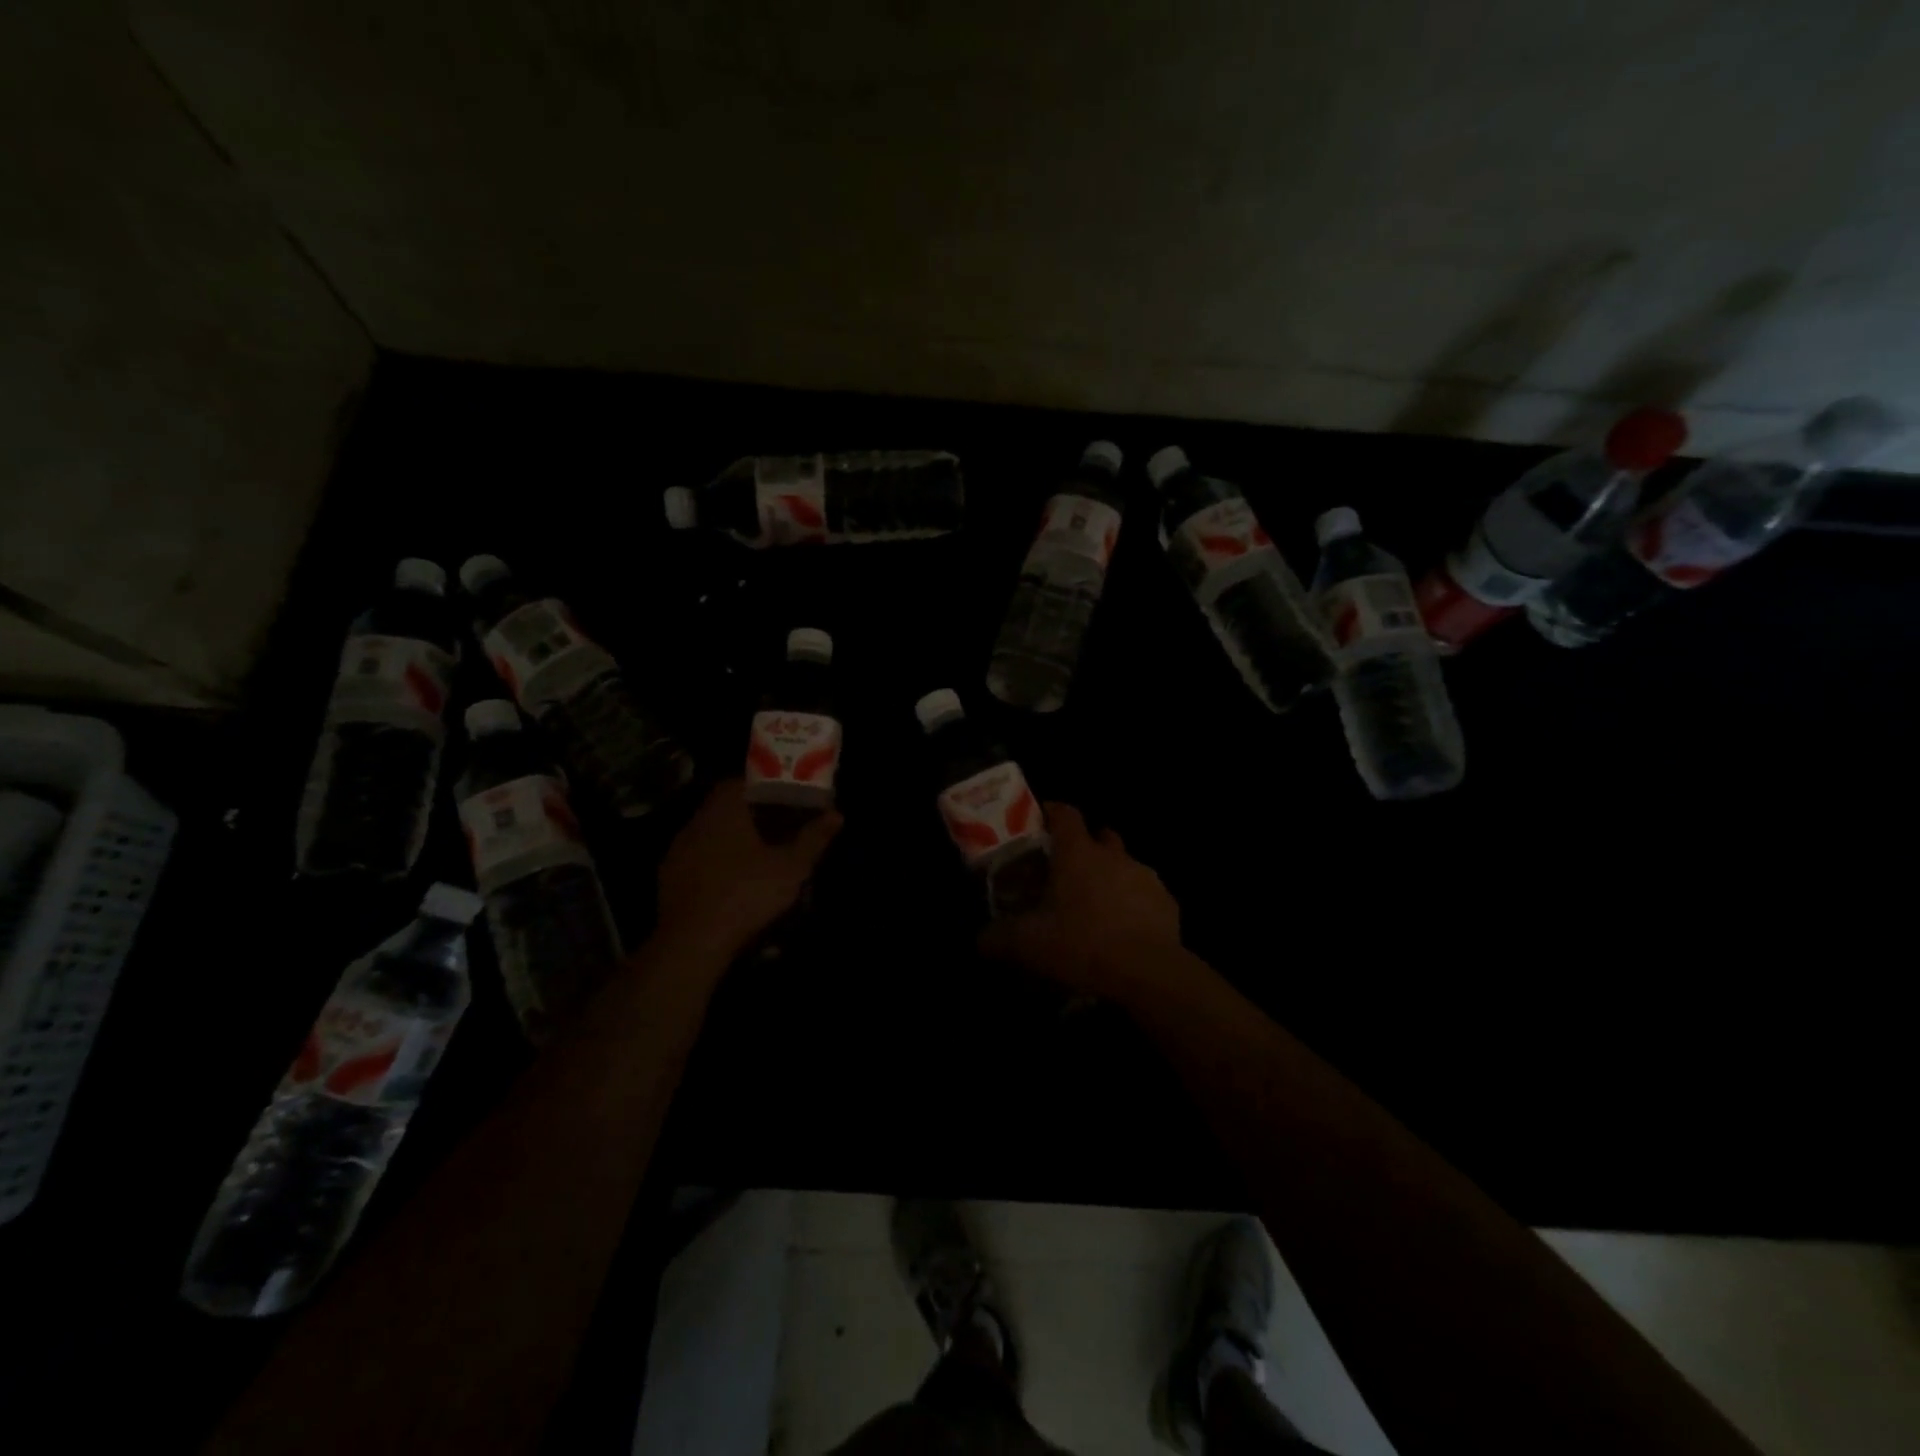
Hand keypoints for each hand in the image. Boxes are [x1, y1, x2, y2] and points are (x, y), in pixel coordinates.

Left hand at [654, 779, 840, 962]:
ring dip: (728, 840)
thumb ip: (813, 838)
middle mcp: (695, 823)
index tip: (780, 796)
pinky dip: (712, 864)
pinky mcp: (668, 878)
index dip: (760, 786)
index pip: (738, 782)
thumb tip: (837, 815)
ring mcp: (677, 851)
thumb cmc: (747, 893)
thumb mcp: (791, 867)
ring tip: (754, 855)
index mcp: (723, 811)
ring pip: (707, 834)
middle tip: (774, 826)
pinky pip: (695, 860)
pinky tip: (729, 881)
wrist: (693, 941)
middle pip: (722, 807)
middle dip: (747, 814)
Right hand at [978, 803, 1182, 1004]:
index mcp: (1078, 853)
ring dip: (1110, 877)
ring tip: (1096, 906)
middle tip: (1067, 869)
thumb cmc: (1082, 944)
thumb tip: (979, 940)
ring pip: (1125, 866)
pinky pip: (1145, 896)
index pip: (1065, 814)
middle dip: (1086, 845)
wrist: (1148, 972)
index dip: (1051, 812)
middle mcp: (1114, 856)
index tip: (1040, 820)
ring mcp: (1145, 878)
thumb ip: (998, 938)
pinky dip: (1133, 906)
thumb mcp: (1028, 944)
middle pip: (1101, 836)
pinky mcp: (1167, 904)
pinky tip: (1123, 932)